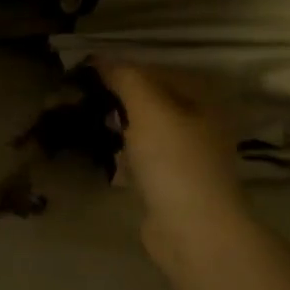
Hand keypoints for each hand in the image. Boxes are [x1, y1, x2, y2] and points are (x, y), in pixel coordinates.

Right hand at [95, 61, 250, 281]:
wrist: (193, 231)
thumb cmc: (174, 161)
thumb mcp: (149, 108)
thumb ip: (127, 78)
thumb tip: (102, 58)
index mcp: (205, 100)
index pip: (158, 70)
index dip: (123, 68)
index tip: (88, 72)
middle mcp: (201, 124)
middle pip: (153, 100)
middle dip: (120, 98)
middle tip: (84, 98)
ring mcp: (188, 157)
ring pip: (147, 131)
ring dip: (120, 126)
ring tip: (88, 123)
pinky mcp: (173, 185)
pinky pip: (143, 159)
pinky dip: (125, 155)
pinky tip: (105, 156)